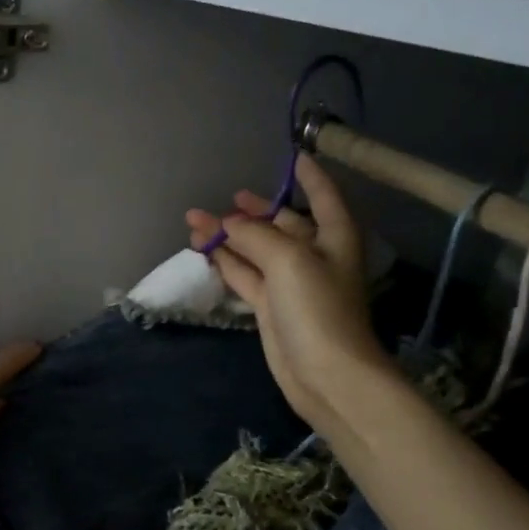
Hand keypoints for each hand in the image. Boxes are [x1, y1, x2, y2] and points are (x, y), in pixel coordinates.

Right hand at [187, 153, 393, 430]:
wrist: (326, 374)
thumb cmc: (318, 308)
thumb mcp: (288, 259)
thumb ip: (254, 235)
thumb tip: (226, 223)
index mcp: (333, 237)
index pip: (323, 196)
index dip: (310, 176)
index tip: (296, 155)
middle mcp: (314, 255)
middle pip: (283, 223)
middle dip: (255, 210)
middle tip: (230, 196)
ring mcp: (290, 282)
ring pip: (255, 249)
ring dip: (229, 235)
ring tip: (195, 220)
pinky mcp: (271, 306)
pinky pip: (244, 274)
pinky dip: (225, 261)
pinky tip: (203, 249)